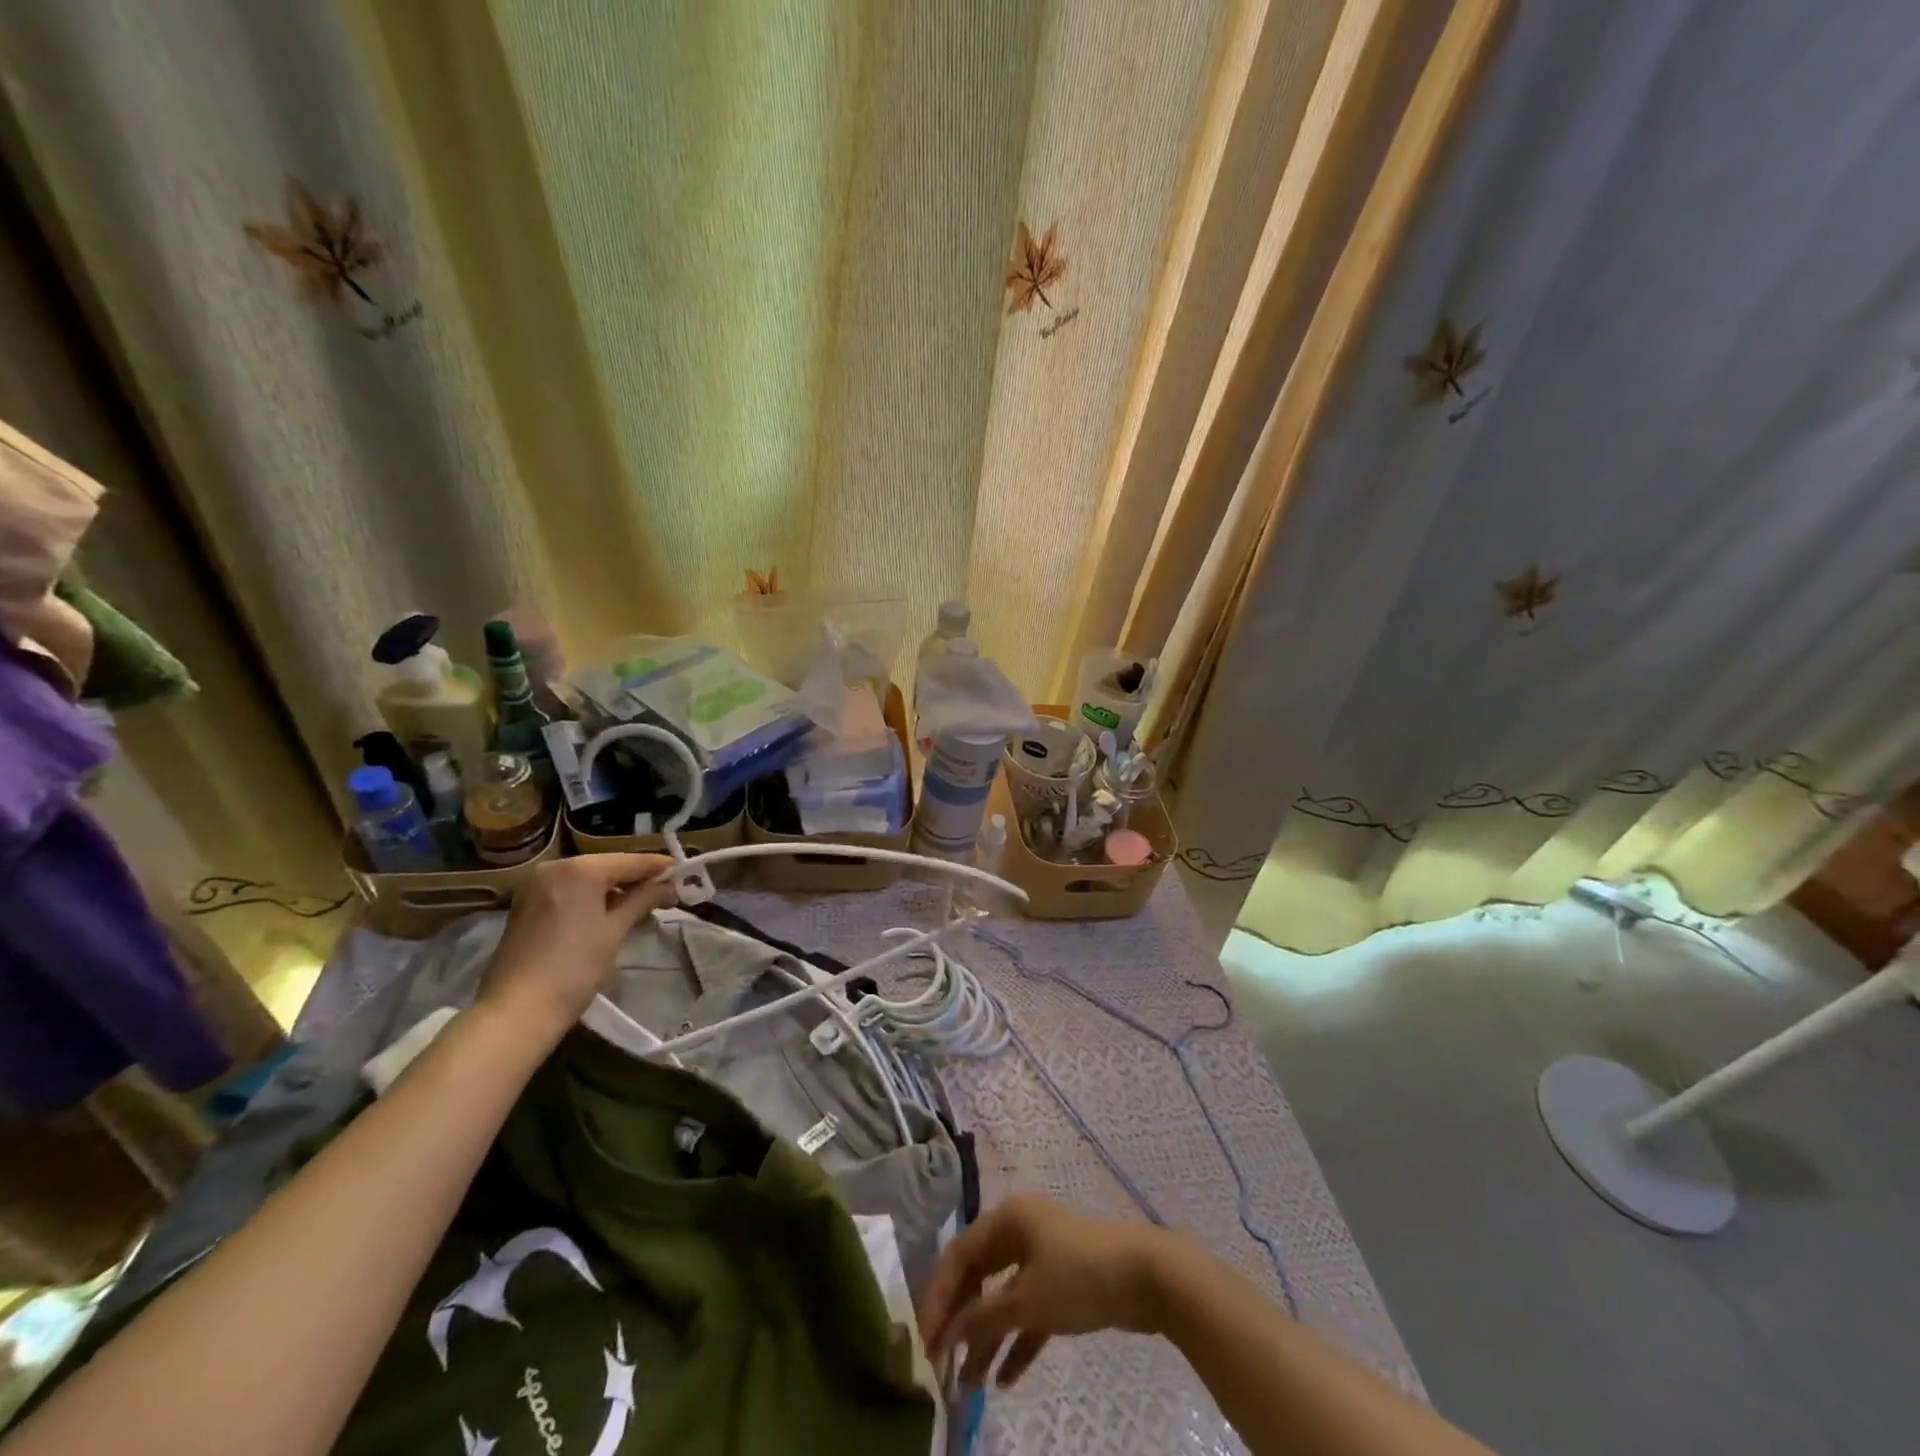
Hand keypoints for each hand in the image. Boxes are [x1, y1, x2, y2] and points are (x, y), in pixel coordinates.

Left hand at [475, 853, 675, 1041]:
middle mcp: (554, 868)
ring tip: (643, 905)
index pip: (629, 861)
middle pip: (607, 866)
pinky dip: (592, 898)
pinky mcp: (526, 905)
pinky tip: (611, 913)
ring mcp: (536, 886)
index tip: (684, 872)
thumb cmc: (574, 967)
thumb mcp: (615, 930)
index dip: (659, 867)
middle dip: (637, 879)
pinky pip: (570, 891)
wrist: (517, 1011)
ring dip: (615, 890)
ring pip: (588, 879)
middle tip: (666, 892)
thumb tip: (669, 885)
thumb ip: (644, 899)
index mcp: (579, 869)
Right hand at [921, 1196, 1172, 1390]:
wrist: (1148, 1277)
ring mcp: (1042, 1255)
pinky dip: (1016, 1340)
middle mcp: (1020, 1230)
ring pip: (1003, 1297)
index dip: (939, 1297)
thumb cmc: (1079, 1276)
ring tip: (970, 1387)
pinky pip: (1029, 1310)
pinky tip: (1004, 1379)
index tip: (926, 1342)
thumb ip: (984, 1318)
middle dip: (961, 1320)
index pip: (959, 1254)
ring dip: (986, 1338)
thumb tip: (949, 1334)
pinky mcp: (1063, 1282)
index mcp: (1007, 1219)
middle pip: (978, 1275)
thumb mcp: (1027, 1300)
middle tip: (943, 1364)